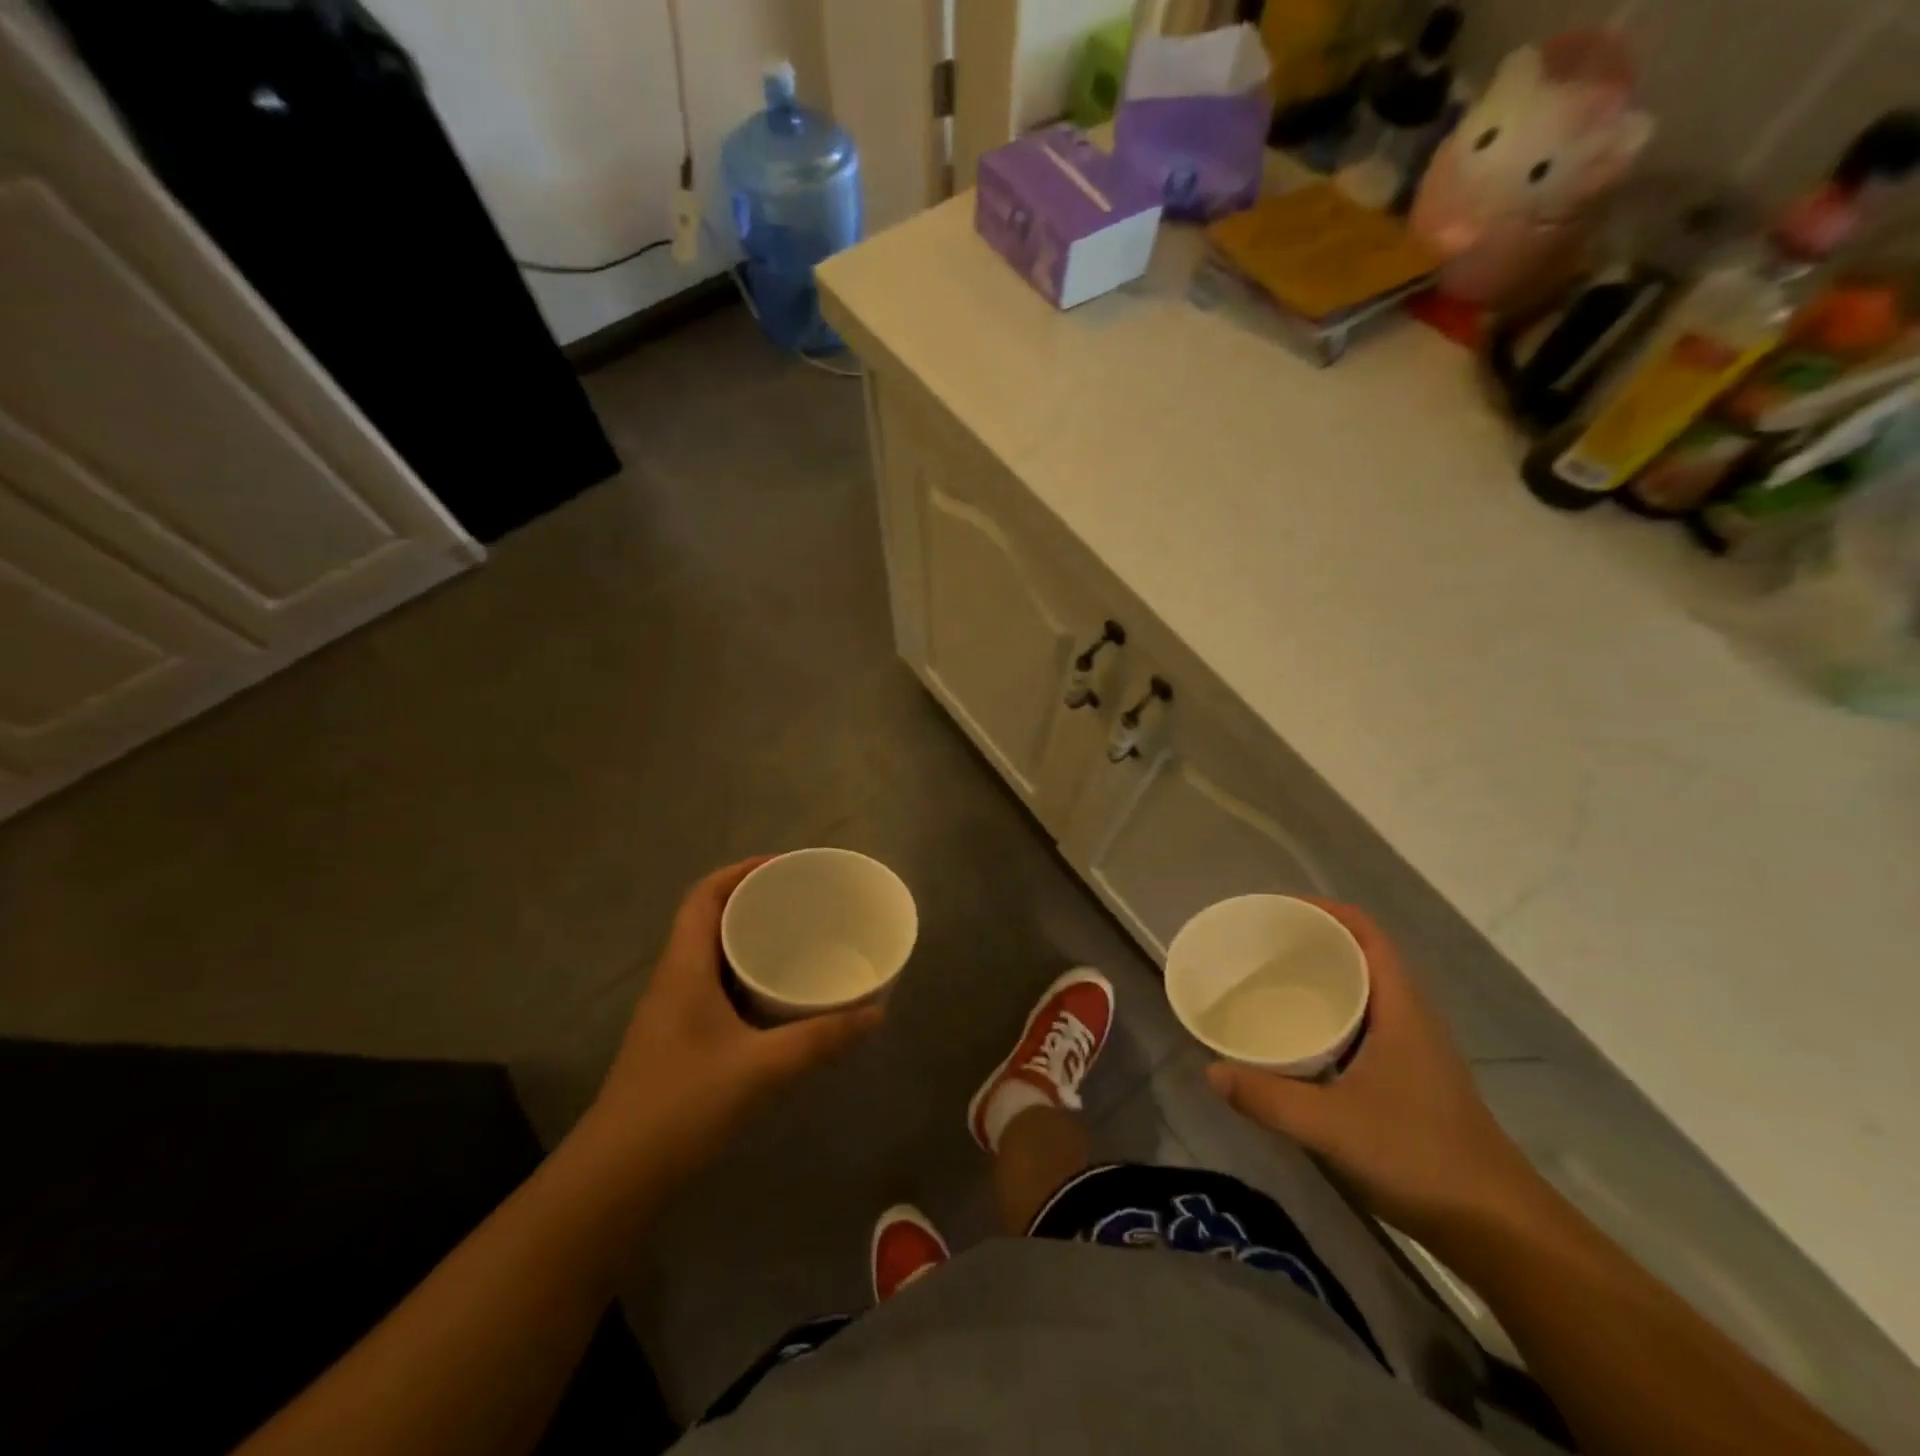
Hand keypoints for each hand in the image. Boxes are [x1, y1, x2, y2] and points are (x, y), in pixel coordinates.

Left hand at [584, 858, 882, 1182]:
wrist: (616, 1177)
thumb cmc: (681, 1105)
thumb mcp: (760, 1068)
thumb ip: (820, 1039)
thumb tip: (876, 1013)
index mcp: (684, 968)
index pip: (704, 896)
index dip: (740, 871)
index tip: (785, 867)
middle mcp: (674, 980)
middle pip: (709, 920)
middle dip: (753, 902)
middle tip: (802, 902)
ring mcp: (673, 1012)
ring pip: (712, 956)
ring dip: (748, 941)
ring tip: (797, 940)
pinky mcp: (679, 1041)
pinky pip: (715, 989)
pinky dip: (746, 978)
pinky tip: (777, 998)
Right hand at [1205, 899, 1541, 1240]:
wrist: (1498, 1228)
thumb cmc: (1419, 1157)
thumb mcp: (1331, 1127)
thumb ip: (1267, 1098)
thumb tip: (1211, 1072)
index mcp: (1400, 1008)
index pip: (1366, 933)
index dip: (1324, 910)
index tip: (1277, 912)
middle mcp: (1410, 1016)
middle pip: (1362, 955)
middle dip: (1313, 941)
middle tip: (1261, 946)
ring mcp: (1414, 1048)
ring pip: (1364, 990)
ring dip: (1322, 977)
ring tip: (1271, 981)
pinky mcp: (1411, 1076)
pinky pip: (1365, 1022)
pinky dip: (1331, 1013)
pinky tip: (1300, 1037)